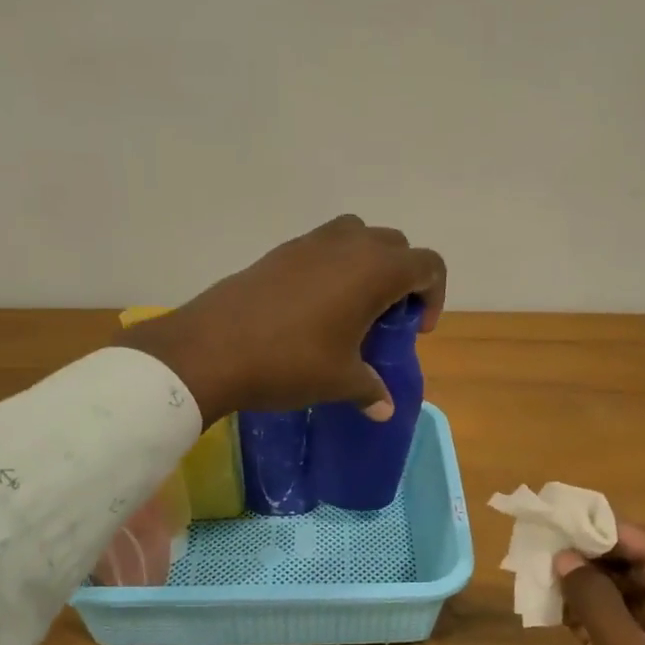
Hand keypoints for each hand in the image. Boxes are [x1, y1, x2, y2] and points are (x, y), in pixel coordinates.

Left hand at [115, 215, 446, 425]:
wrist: (212, 349)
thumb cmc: (290, 362)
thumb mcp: (339, 382)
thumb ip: (370, 389)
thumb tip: (385, 408)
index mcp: (375, 271)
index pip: (428, 264)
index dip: (433, 295)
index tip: (417, 329)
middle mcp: (347, 245)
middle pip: (394, 245)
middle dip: (402, 277)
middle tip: (387, 317)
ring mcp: (309, 243)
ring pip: (356, 236)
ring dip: (366, 263)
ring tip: (353, 305)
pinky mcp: (278, 252)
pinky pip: (321, 247)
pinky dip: (332, 267)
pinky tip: (313, 308)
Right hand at [557, 522, 644, 644]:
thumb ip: (595, 599)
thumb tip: (563, 554)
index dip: (616, 534)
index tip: (570, 520)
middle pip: (642, 572)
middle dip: (597, 558)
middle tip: (551, 541)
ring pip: (622, 598)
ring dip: (587, 584)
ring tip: (545, 568)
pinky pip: (611, 625)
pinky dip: (584, 612)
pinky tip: (553, 604)